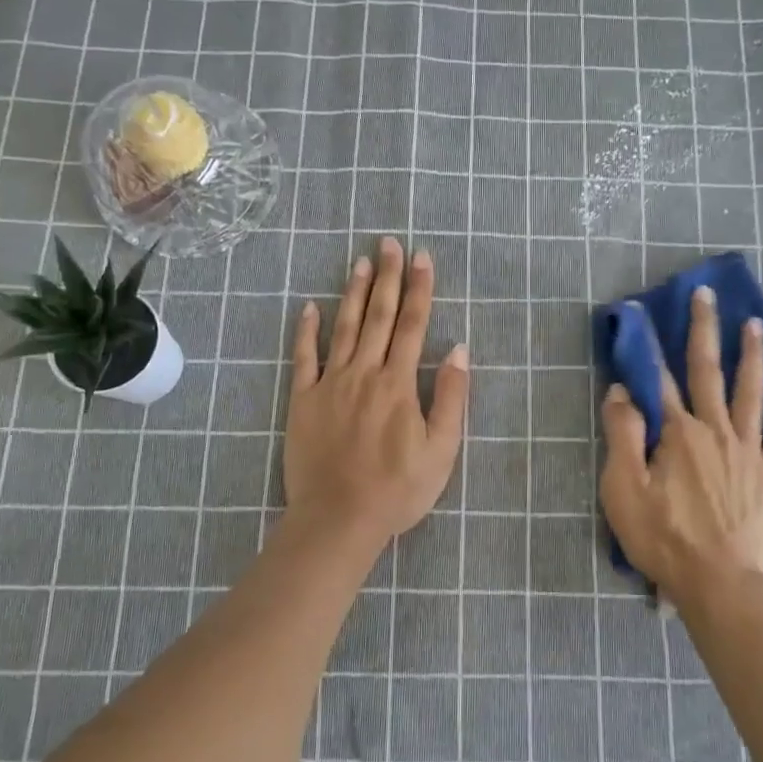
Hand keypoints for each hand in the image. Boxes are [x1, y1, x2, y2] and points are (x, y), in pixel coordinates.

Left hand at [284, 237, 469, 550]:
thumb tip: (459, 350)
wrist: (338, 518)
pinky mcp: (303, 400)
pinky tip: (309, 307)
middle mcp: (365, 373)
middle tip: (389, 243)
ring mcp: (330, 384)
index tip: (422, 258)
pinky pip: (304, 358)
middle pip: (378, 316)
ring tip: (359, 261)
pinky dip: (306, 331)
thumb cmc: (397, 489)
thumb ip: (450, 398)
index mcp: (399, 384)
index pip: (413, 326)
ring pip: (343, 328)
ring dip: (353, 292)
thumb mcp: (441, 450)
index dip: (420, 289)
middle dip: (387, 277)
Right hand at [599, 285, 762, 607]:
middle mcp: (715, 429)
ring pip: (752, 392)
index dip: (649, 346)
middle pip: (708, 371)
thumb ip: (622, 435)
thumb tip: (622, 391)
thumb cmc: (663, 538)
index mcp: (677, 433)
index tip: (643, 315)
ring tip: (756, 325)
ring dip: (753, 356)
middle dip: (704, 330)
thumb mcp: (623, 489)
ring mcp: (749, 450)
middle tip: (707, 295)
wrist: (717, 582)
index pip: (660, 380)